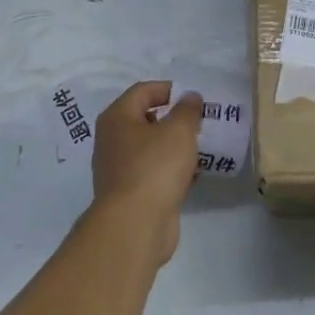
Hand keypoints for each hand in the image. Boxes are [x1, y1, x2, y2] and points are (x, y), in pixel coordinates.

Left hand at [90, 82, 202, 264]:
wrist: (135, 225)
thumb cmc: (154, 167)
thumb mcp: (179, 130)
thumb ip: (188, 109)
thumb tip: (190, 97)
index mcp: (117, 118)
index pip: (143, 91)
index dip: (169, 89)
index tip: (195, 98)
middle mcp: (112, 140)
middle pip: (146, 119)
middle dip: (175, 119)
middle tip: (201, 122)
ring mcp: (120, 169)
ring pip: (152, 148)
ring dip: (176, 146)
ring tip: (202, 147)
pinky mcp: (131, 194)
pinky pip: (155, 172)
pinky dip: (173, 170)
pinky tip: (194, 175)